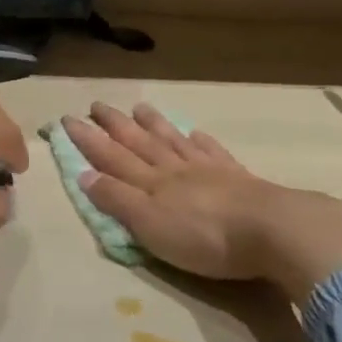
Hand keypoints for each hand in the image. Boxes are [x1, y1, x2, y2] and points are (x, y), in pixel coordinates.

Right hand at [62, 103, 341, 302]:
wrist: (274, 231)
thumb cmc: (205, 237)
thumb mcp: (150, 226)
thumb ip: (118, 201)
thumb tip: (85, 175)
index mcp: (152, 184)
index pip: (112, 157)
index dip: (88, 140)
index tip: (68, 120)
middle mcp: (176, 170)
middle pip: (140, 142)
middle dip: (115, 125)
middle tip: (97, 104)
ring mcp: (209, 170)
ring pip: (175, 141)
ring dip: (155, 125)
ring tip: (140, 107)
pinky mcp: (239, 178)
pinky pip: (213, 152)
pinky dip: (200, 141)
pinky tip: (196, 133)